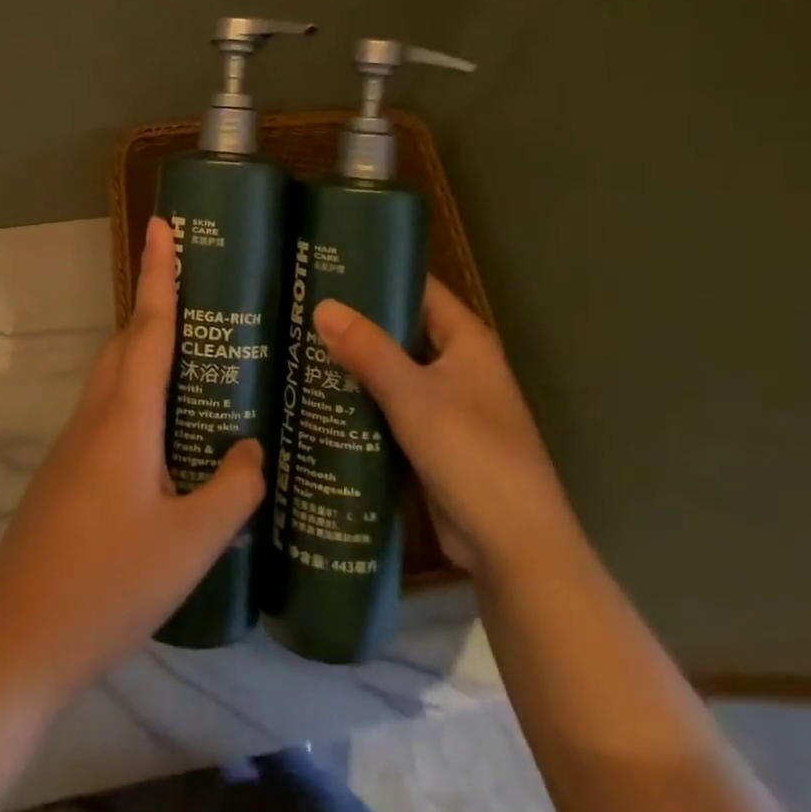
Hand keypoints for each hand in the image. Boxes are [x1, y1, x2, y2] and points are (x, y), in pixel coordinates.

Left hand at [0, 217, 265, 698]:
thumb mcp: (191, 544)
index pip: (148, 326)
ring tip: (196, 361)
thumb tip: (253, 450)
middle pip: (127, 344)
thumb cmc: (108, 586)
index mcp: (124, 419)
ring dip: (147, 354)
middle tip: (202, 294)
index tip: (161, 224)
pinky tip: (167, 437)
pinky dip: (138, 398)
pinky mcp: (65, 476)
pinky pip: (107, 414)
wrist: (17, 643)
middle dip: (156, 307)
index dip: (159, 272)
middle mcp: (94, 418)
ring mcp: (72, 447)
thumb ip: (233, 491)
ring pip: (114, 379)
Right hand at [313, 280, 574, 588]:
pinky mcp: (432, 444)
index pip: (421, 291)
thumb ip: (367, 349)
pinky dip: (363, 403)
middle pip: (403, 332)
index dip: (381, 276)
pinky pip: (391, 411)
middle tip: (301, 308)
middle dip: (358, 323)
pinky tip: (319, 398)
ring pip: (393, 374)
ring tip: (298, 346)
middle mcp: (459, 367)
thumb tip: (323, 306)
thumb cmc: (469, 452)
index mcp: (467, 342)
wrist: (511, 544)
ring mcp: (446, 407)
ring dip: (356, 365)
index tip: (330, 266)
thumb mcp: (412, 394)